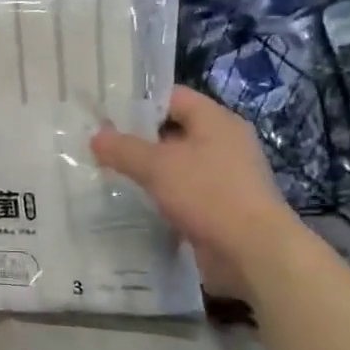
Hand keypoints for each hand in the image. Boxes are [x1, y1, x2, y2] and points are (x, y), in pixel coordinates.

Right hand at [91, 86, 299, 300]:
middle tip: (99, 145)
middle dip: (137, 139)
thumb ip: (123, 148)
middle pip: (173, 131)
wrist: (253, 253)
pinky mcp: (219, 207)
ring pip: (176, 164)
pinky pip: (182, 192)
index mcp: (216, 121)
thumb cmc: (208, 194)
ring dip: (147, 170)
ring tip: (108, 173)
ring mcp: (224, 177)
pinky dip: (160, 196)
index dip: (139, 102)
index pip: (173, 97)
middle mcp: (223, 144)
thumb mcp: (157, 165)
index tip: (105, 113)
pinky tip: (132, 203)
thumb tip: (95, 136)